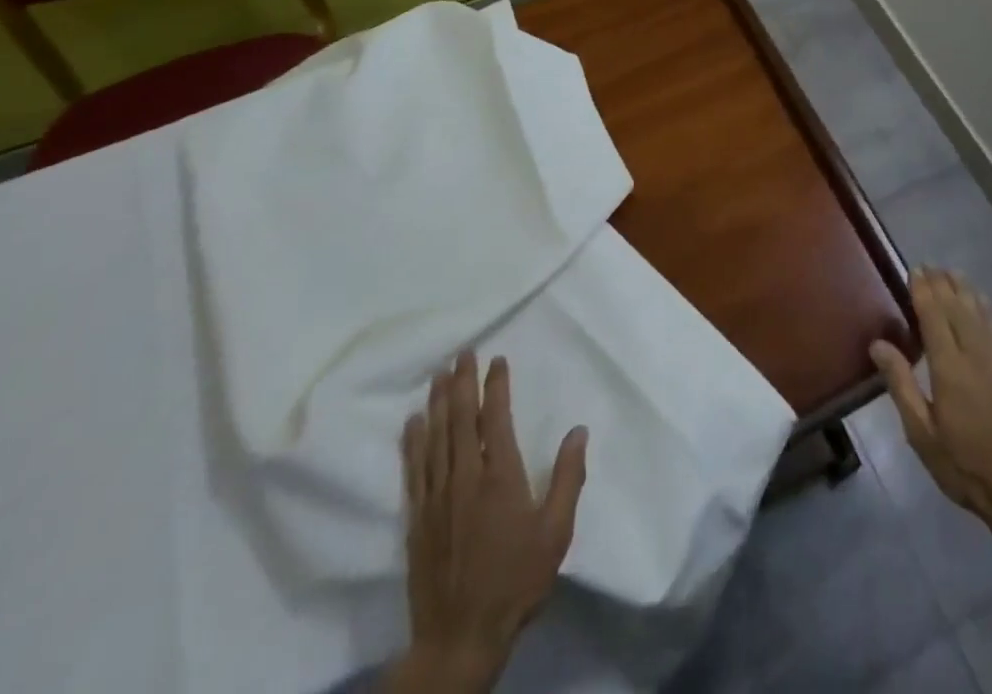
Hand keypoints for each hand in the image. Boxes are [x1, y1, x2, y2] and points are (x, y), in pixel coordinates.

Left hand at [386, 352, 588, 693]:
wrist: (459, 638)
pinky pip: (415, 470)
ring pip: (436, 438)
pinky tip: (413, 423)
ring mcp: (438, 498)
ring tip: (438, 374)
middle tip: (462, 353)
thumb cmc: (516, 582)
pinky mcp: (418, 519)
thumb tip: (579, 431)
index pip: (497, 418)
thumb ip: (567, 479)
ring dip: (438, 403)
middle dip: (462, 383)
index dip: (496, 386)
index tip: (497, 360)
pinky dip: (414, 442)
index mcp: (501, 477)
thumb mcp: (555, 534)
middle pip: (462, 420)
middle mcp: (466, 478)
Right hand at [870, 268, 991, 541]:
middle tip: (930, 265)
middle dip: (943, 283)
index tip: (914, 269)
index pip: (934, 316)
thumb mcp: (923, 435)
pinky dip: (987, 309)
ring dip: (966, 290)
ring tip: (953, 274)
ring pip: (982, 312)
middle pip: (958, 307)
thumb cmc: (967, 468)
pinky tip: (983, 305)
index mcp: (950, 367)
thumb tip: (878, 343)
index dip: (923, 290)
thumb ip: (901, 385)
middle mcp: (978, 353)